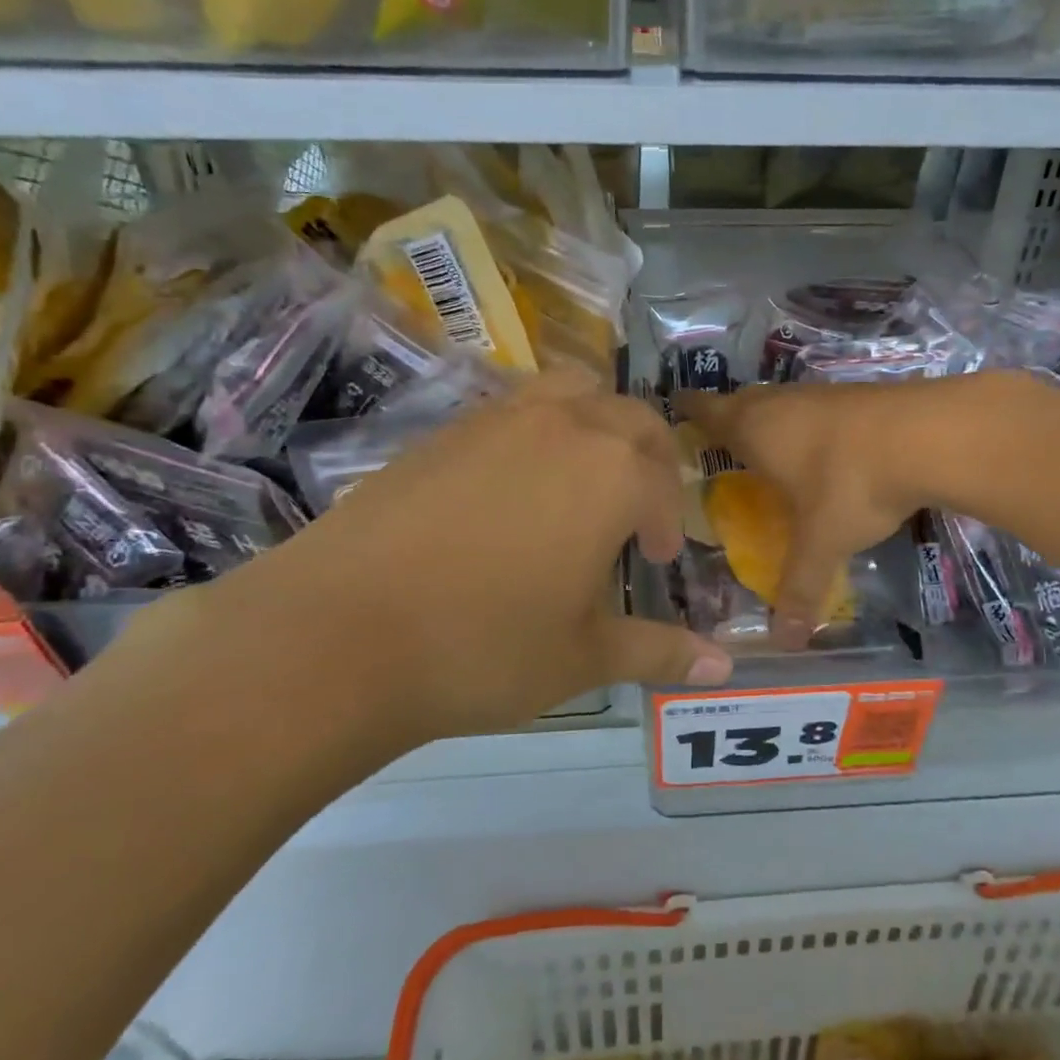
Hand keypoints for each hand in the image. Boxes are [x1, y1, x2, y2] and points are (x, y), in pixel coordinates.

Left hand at [124, 372, 732, 781]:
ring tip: (583, 477)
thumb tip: (723, 667)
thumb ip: (659, 650)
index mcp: (612, 472)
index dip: (668, 523)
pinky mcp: (443, 428)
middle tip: (636, 511)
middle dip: (649, 458)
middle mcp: (564, 426)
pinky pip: (514, 407)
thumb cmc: (483, 647)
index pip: (663, 484)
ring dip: (596, 424)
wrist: (336, 633)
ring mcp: (498, 418)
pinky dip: (538, 429)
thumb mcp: (583, 656)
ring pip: (572, 391)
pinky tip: (512, 487)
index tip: (658, 561)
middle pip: (630, 417)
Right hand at [681, 380, 952, 647]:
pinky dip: (806, 423)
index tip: (676, 412)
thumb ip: (799, 588)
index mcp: (754, 429)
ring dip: (769, 419)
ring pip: (780, 401)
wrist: (928, 435)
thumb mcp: (822, 542)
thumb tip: (781, 641)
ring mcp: (820, 394)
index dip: (689, 411)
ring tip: (767, 448)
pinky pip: (814, 407)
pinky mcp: (856, 394)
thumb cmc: (851, 484)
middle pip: (740, 401)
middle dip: (726, 417)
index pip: (706, 410)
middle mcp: (780, 403)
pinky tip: (821, 447)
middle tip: (718, 442)